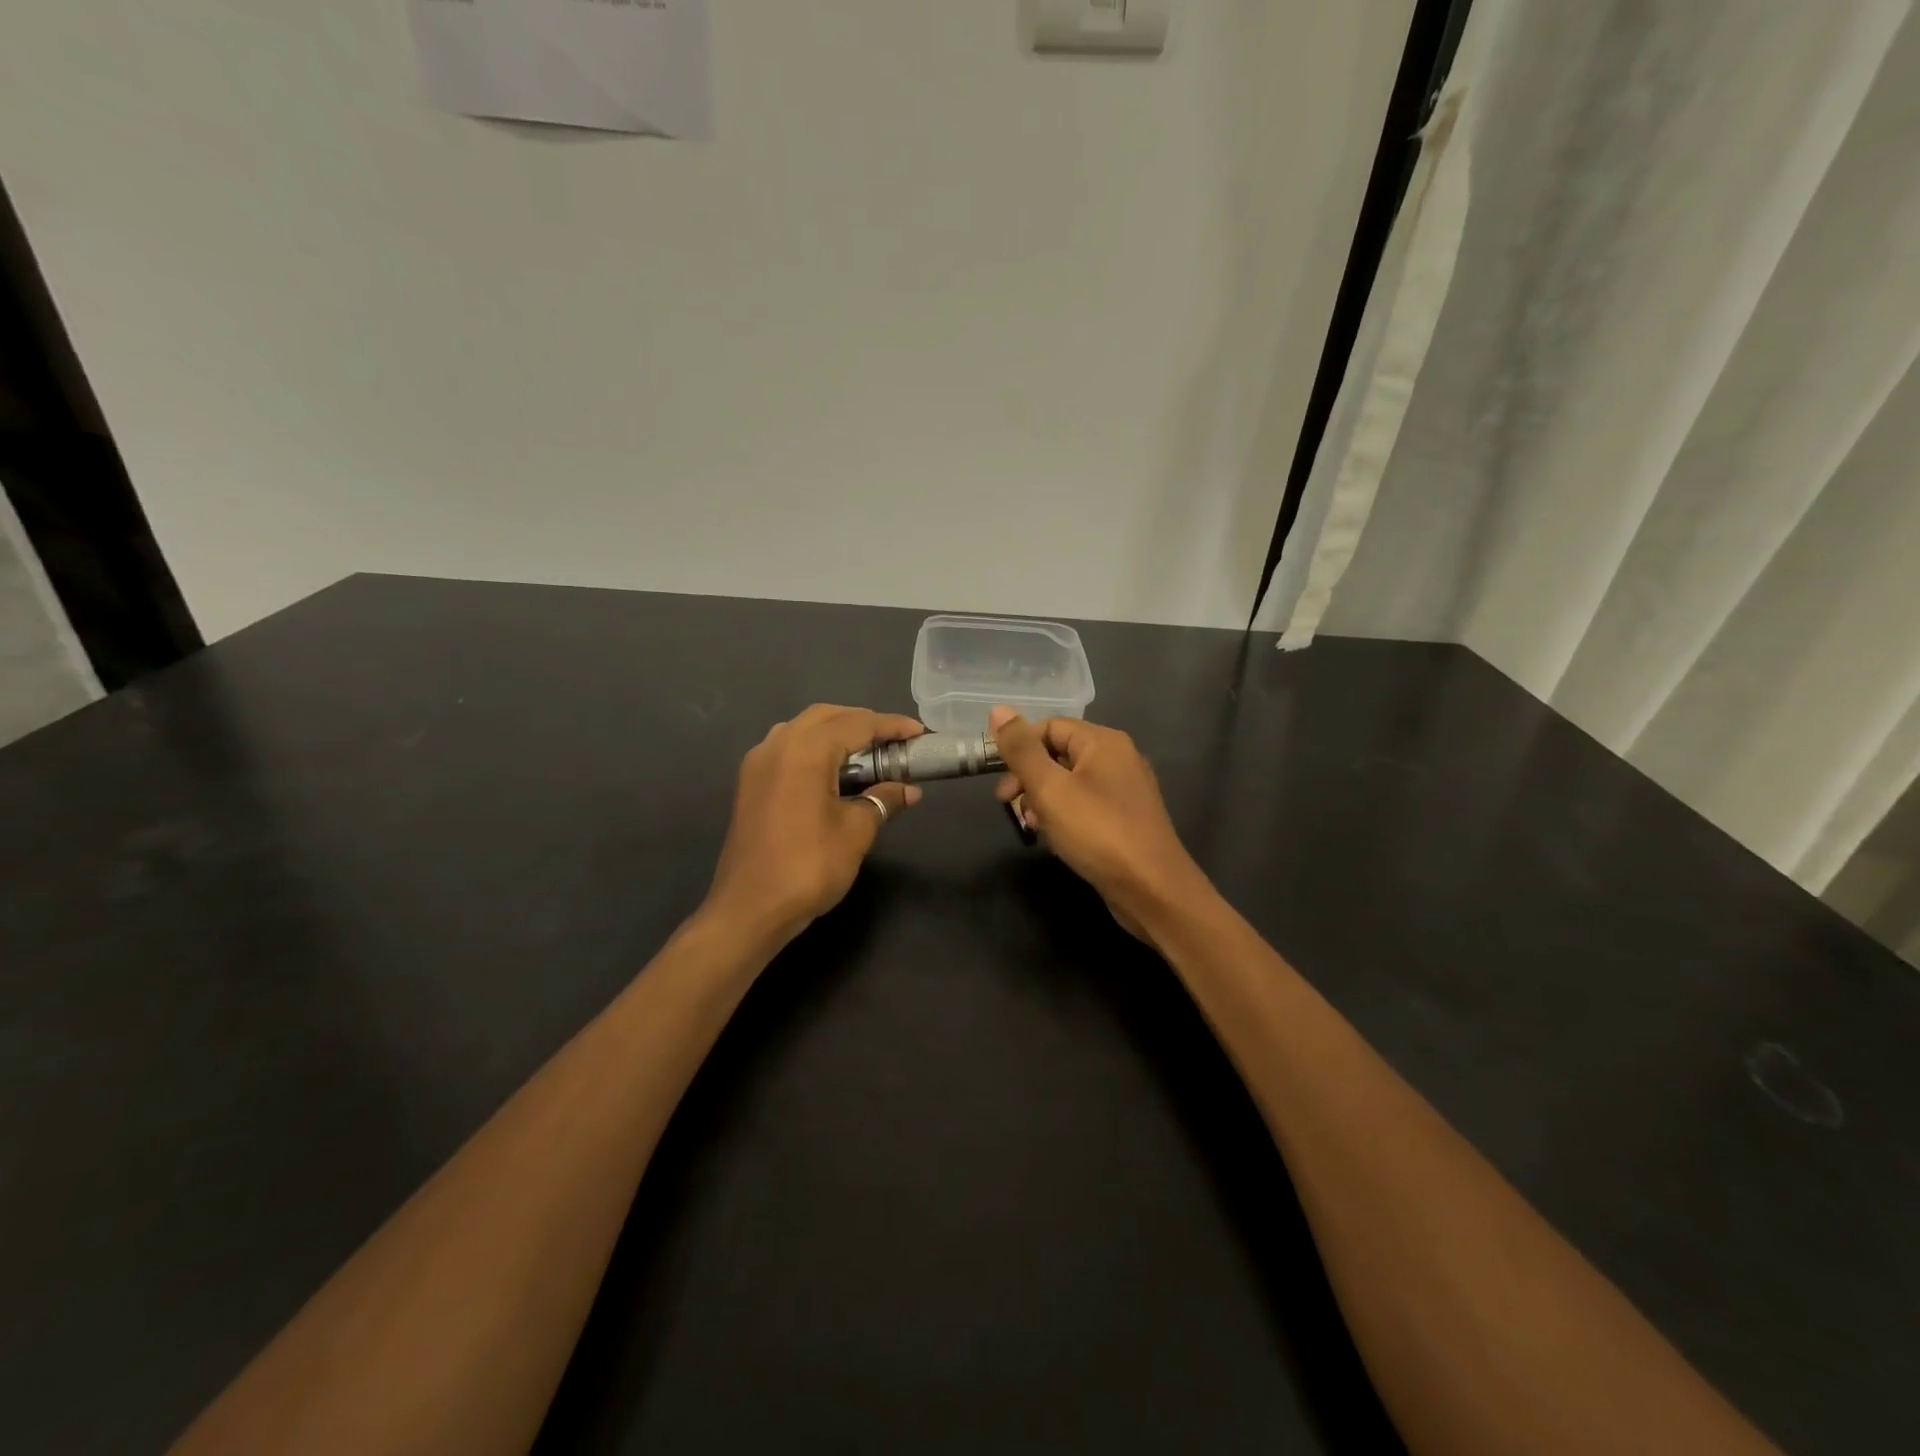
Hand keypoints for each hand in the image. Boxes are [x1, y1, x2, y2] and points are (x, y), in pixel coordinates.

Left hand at [702, 704, 924, 945]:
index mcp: (805, 750)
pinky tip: (834, 771)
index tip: (919, 733)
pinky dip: (815, 749)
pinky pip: (788, 748)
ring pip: (803, 729)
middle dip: (863, 722)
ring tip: (868, 753)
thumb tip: (909, 790)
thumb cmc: (809, 866)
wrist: (750, 908)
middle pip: (827, 717)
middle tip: (894, 741)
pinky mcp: (750, 783)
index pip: (857, 723)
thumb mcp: (856, 831)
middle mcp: (778, 744)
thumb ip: (883, 800)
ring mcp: (758, 763)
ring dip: (837, 732)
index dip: (891, 726)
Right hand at [990, 706, 1206, 940]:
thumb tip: (998, 710)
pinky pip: (1084, 805)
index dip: (1019, 748)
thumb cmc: (1098, 832)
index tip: (999, 779)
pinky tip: (1054, 839)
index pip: (1049, 727)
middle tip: (1008, 805)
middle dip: (1028, 778)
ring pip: (1069, 783)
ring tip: (1032, 827)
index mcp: (1103, 742)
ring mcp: (1124, 790)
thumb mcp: (1050, 788)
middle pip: (1059, 754)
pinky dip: (1063, 816)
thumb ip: (1022, 750)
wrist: (1152, 890)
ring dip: (1043, 800)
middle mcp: (1118, 758)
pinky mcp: (1125, 819)